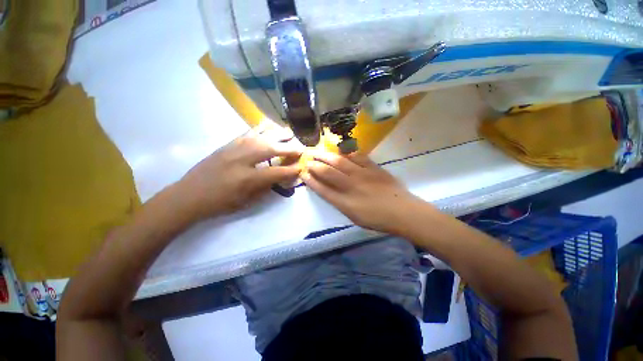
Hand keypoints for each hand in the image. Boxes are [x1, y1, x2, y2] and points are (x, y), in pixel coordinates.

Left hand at [178, 126, 301, 219]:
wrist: (189, 195)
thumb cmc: (220, 203)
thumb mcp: (246, 201)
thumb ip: (267, 187)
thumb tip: (282, 177)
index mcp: (249, 178)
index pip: (278, 171)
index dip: (292, 170)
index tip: (302, 166)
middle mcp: (244, 159)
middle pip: (273, 148)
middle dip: (290, 148)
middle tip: (301, 147)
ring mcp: (235, 148)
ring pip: (262, 135)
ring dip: (278, 134)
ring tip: (289, 132)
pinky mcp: (228, 143)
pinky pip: (249, 132)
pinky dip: (262, 128)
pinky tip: (269, 126)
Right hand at [302, 151, 425, 233]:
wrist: (402, 212)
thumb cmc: (377, 219)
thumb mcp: (354, 217)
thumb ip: (340, 203)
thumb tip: (329, 191)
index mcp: (344, 203)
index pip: (322, 189)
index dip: (311, 181)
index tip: (303, 173)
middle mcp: (350, 186)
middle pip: (328, 172)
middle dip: (314, 165)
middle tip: (307, 159)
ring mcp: (362, 175)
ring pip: (339, 161)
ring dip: (326, 156)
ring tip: (317, 151)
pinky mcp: (373, 168)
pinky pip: (357, 156)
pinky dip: (346, 152)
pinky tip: (340, 151)